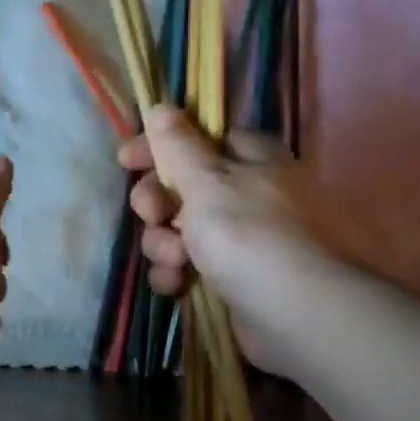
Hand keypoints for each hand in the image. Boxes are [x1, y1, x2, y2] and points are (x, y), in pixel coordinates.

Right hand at [118, 107, 333, 374]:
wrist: (294, 314)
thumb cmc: (249, 235)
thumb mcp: (208, 181)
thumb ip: (178, 145)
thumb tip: (162, 106)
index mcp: (248, 158)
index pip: (195, 138)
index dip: (157, 147)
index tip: (126, 160)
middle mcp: (243, 193)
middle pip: (179, 186)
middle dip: (156, 203)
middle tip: (154, 215)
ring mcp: (236, 238)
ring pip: (176, 230)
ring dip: (163, 244)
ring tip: (177, 260)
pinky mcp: (227, 277)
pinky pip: (185, 266)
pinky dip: (176, 273)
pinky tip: (178, 284)